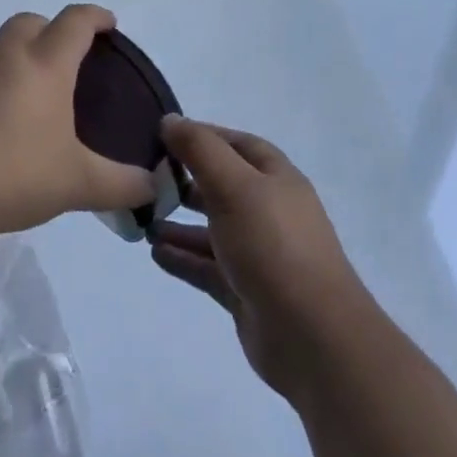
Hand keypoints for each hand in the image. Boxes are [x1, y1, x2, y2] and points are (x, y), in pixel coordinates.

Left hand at [0, 5, 154, 242]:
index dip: (96, 17)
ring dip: (9, 59)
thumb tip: (152, 188)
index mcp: (44, 65)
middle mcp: (3, 54)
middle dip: (49, 31)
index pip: (76, 22)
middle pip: (30, 22)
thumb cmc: (10, 176)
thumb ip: (120, 184)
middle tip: (60, 64)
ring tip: (16, 100)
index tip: (108, 23)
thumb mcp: (75, 185)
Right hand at [149, 118, 371, 402]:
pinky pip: (208, 266)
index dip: (203, 136)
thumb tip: (171, 120)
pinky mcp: (246, 291)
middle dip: (187, 180)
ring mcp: (258, 253)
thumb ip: (200, 150)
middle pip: (223, 185)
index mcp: (275, 177)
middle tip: (147, 178)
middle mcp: (268, 210)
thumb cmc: (273, 245)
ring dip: (180, 222)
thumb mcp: (234, 185)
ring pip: (213, 229)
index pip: (236, 144)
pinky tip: (155, 252)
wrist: (312, 336)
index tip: (162, 135)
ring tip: (143, 218)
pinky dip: (184, 257)